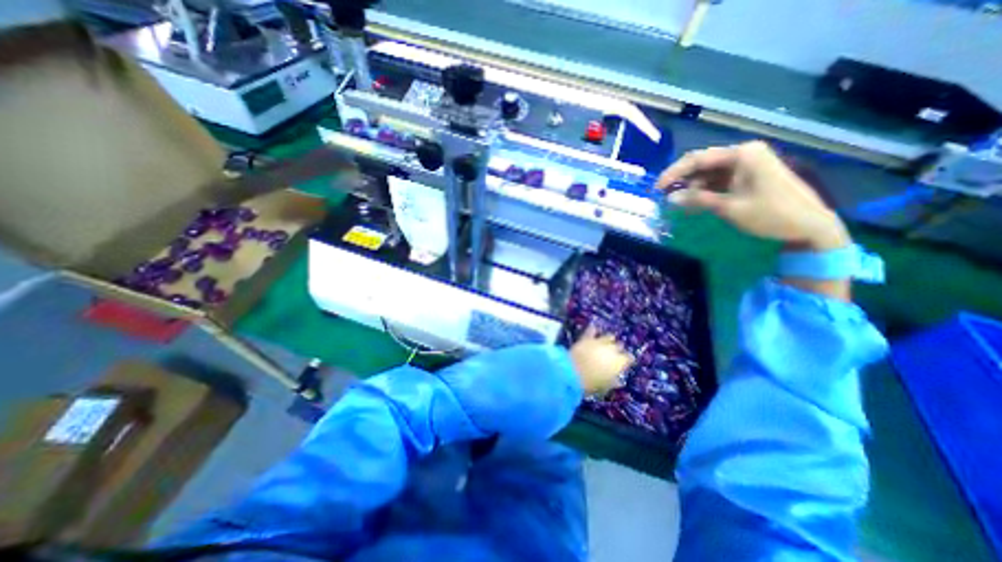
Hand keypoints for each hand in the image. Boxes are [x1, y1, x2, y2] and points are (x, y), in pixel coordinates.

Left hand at [571, 324, 631, 394]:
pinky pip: (592, 331)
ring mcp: (599, 342)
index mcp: (619, 362)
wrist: (573, 372)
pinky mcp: (587, 338)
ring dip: (609, 339)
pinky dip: (593, 330)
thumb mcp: (605, 386)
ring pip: (609, 336)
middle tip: (614, 354)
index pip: (629, 358)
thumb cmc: (592, 383)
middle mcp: (612, 349)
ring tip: (607, 342)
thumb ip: (613, 382)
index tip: (626, 362)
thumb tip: (618, 381)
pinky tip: (594, 329)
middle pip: (619, 346)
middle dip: (618, 349)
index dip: (627, 360)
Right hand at [663, 141, 846, 249]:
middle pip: (702, 164)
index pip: (698, 159)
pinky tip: (694, 204)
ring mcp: (746, 165)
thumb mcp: (730, 207)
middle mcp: (744, 154)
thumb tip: (669, 199)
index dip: (674, 173)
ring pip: (708, 174)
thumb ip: (698, 200)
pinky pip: (718, 182)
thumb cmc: (772, 214)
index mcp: (743, 154)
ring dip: (692, 188)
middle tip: (664, 196)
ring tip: (678, 204)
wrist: (809, 226)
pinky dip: (704, 192)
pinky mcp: (747, 177)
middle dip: (682, 180)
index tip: (657, 188)